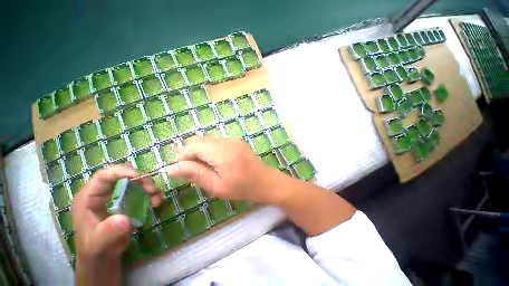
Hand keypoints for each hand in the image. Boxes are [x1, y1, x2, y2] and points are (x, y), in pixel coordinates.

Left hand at [72, 164, 161, 285]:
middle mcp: (103, 191)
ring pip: (136, 181)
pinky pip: (142, 190)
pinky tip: (156, 202)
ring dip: (150, 187)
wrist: (102, 254)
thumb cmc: (95, 248)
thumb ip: (108, 232)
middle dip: (142, 179)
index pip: (104, 175)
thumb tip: (125, 220)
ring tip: (157, 200)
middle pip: (124, 175)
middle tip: (153, 190)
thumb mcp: (98, 243)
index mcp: (89, 196)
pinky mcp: (126, 199)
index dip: (122, 171)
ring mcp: (116, 194)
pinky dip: (152, 193)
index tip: (141, 177)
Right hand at [166, 137, 283, 203]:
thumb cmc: (242, 188)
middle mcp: (227, 140)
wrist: (265, 181)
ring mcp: (233, 139)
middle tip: (191, 170)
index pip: (193, 146)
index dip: (182, 156)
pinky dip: (210, 150)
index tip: (180, 170)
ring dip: (200, 151)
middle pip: (199, 141)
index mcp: (221, 152)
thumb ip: (195, 174)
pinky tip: (215, 162)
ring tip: (203, 168)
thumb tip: (172, 168)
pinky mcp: (236, 141)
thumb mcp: (217, 186)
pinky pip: (217, 142)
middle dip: (190, 153)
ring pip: (207, 140)